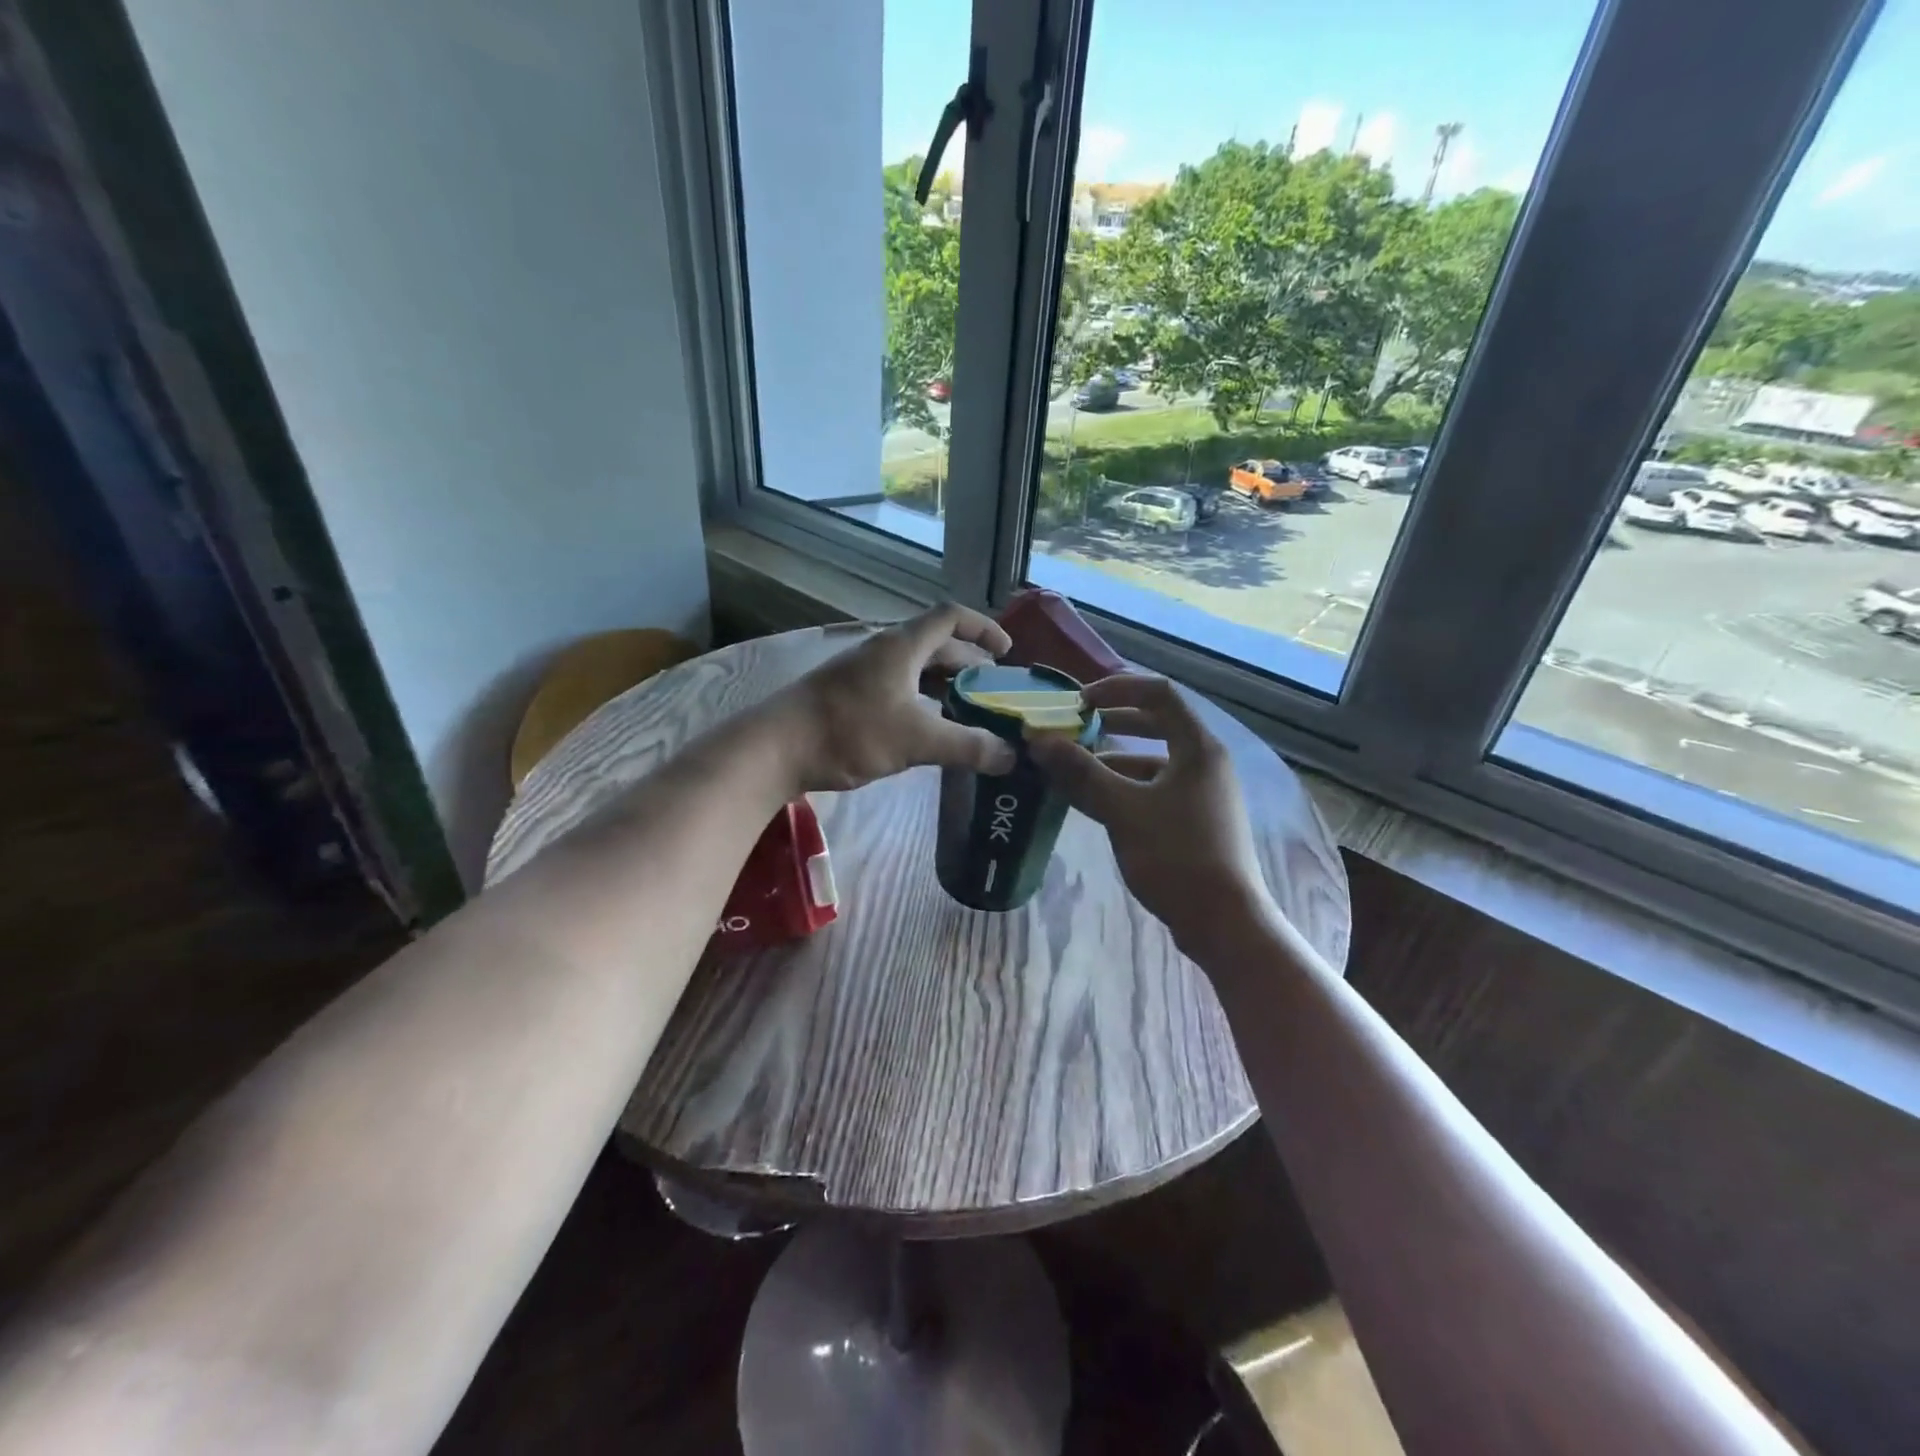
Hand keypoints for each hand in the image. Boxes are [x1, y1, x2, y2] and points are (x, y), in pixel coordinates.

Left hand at [774, 605, 1018, 791]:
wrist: (775, 747)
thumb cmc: (849, 731)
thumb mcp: (915, 740)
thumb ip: (966, 746)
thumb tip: (1010, 756)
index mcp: (902, 646)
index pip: (951, 617)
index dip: (983, 628)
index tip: (1007, 652)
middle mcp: (883, 651)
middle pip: (936, 646)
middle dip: (969, 665)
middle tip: (994, 692)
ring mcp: (862, 673)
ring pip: (915, 671)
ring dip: (944, 686)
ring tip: (969, 713)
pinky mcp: (848, 696)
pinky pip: (897, 689)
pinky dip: (921, 703)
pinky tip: (928, 730)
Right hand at [1028, 674, 1274, 957]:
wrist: (1223, 922)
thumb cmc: (1176, 857)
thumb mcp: (1122, 810)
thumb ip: (1081, 772)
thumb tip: (1039, 740)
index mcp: (1198, 748)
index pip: (1159, 694)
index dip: (1117, 688)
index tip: (1079, 702)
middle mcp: (1206, 762)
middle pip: (1158, 724)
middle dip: (1114, 723)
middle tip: (1076, 729)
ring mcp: (1204, 793)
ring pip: (1154, 761)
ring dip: (1114, 761)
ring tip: (1074, 771)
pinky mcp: (1198, 821)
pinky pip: (1157, 789)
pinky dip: (1126, 788)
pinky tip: (1097, 805)